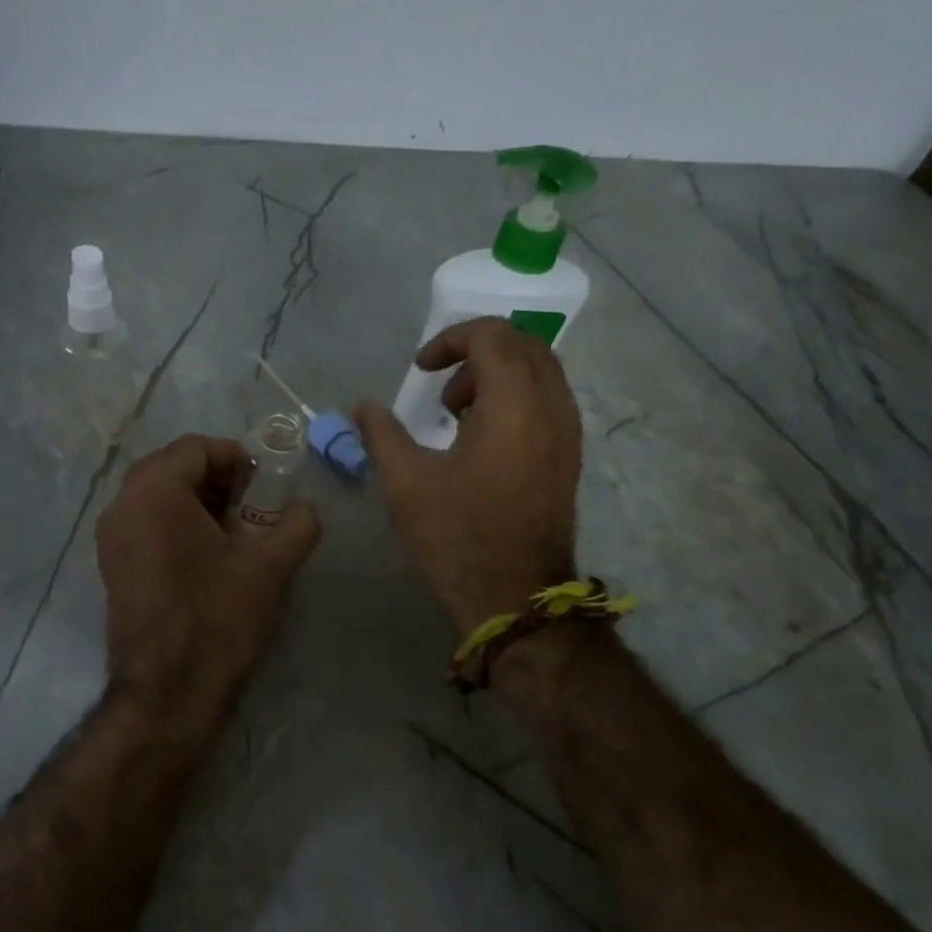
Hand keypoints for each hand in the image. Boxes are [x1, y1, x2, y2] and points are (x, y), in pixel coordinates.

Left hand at [96, 434, 322, 718]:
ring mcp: (111, 538)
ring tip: (239, 535)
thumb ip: (297, 524)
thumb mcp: (270, 567)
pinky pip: (148, 526)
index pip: (198, 447)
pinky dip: (180, 527)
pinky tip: (211, 559)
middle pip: (176, 469)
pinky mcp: (113, 567)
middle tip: (257, 508)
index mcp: (154, 490)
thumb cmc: (217, 619)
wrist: (166, 694)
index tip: (267, 486)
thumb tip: (306, 508)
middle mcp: (122, 504)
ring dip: (201, 504)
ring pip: (160, 498)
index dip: (238, 458)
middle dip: (220, 481)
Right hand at [354, 318, 581, 632]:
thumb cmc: (458, 536)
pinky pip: (548, 401)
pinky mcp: (568, 457)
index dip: (450, 340)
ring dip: (499, 374)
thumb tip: (362, 406)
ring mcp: (567, 433)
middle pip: (524, 344)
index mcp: (514, 405)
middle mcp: (552, 408)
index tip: (420, 370)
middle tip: (442, 387)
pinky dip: (516, 397)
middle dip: (478, 351)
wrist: (514, 596)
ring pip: (541, 372)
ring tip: (459, 413)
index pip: (492, 335)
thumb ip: (382, 434)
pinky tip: (483, 438)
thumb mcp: (406, 483)